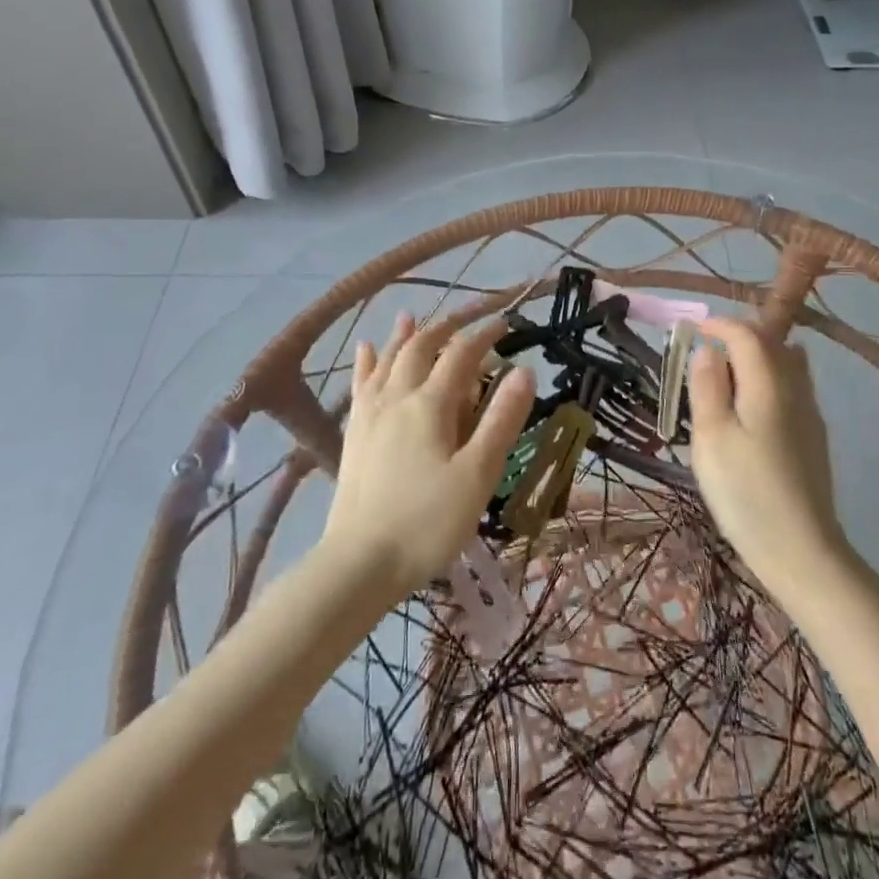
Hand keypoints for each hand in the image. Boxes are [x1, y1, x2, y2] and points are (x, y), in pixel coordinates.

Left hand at [322, 312, 534, 598]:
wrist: (359, 563)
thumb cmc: (428, 522)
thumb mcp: (478, 474)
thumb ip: (501, 420)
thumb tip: (524, 371)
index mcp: (430, 405)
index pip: (461, 355)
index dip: (484, 335)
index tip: (506, 325)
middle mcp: (397, 398)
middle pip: (420, 348)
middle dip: (446, 330)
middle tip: (467, 321)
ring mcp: (370, 415)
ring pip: (387, 361)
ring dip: (404, 336)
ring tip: (412, 316)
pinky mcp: (354, 434)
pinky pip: (361, 384)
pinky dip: (367, 362)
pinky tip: (365, 349)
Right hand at [687, 317, 848, 594]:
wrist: (801, 549)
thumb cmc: (746, 492)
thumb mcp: (711, 437)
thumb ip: (707, 387)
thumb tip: (708, 350)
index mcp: (768, 384)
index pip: (748, 334)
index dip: (720, 325)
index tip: (693, 329)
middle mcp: (796, 389)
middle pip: (772, 343)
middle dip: (739, 336)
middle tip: (706, 350)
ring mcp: (810, 413)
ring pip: (787, 364)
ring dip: (757, 356)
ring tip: (726, 375)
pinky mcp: (814, 436)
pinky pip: (793, 386)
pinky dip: (769, 378)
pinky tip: (751, 406)